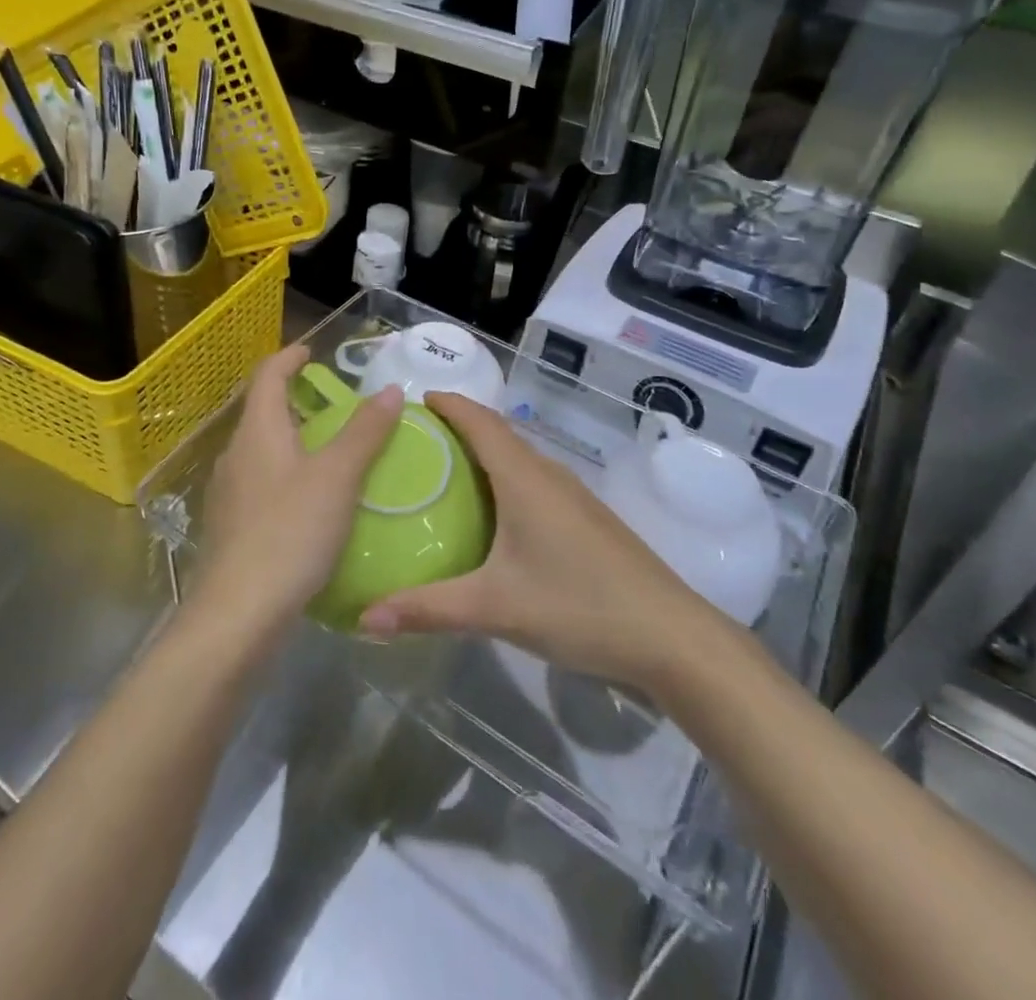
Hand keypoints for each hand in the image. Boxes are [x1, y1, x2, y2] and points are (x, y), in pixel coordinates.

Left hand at [195, 344, 402, 634]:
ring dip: (293, 440)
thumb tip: (388, 390)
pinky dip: (287, 475)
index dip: (289, 357)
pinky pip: (261, 484)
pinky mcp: (230, 527)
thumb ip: (365, 432)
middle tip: (335, 405)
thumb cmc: (290, 533)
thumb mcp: (338, 478)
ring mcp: (228, 493)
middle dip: (296, 401)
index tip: (312, 351)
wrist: (237, 614)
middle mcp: (236, 455)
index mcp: (258, 432)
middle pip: (263, 412)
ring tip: (330, 452)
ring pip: (262, 451)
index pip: (267, 376)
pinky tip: (311, 503)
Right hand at [359, 393, 713, 689]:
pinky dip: (504, 480)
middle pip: (497, 434)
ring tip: (443, 473)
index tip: (412, 401)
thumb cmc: (579, 605)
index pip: (479, 421)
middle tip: (413, 442)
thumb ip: (428, 609)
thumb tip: (365, 616)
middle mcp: (548, 475)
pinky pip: (533, 482)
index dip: (448, 403)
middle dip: (457, 427)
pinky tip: (492, 516)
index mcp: (524, 478)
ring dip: (482, 454)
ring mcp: (572, 496)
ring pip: (518, 459)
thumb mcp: (495, 608)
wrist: (670, 636)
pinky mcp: (586, 520)